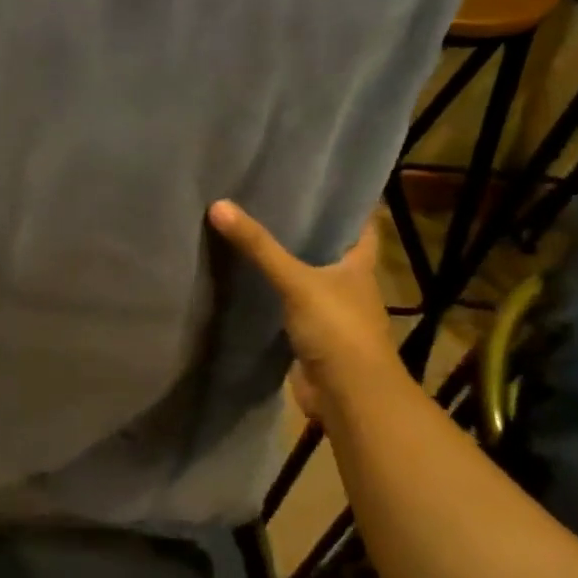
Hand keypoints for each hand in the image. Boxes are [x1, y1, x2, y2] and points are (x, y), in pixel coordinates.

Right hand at [209, 202, 398, 416]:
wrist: (348, 396)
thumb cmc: (337, 328)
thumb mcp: (296, 281)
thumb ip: (259, 247)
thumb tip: (218, 205)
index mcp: (359, 265)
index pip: (359, 223)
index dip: (343, 203)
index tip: (317, 182)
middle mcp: (348, 284)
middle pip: (327, 249)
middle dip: (303, 230)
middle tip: (268, 201)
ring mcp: (329, 312)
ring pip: (305, 278)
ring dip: (284, 263)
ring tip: (250, 235)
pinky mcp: (309, 336)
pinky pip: (287, 306)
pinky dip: (271, 295)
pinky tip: (245, 282)